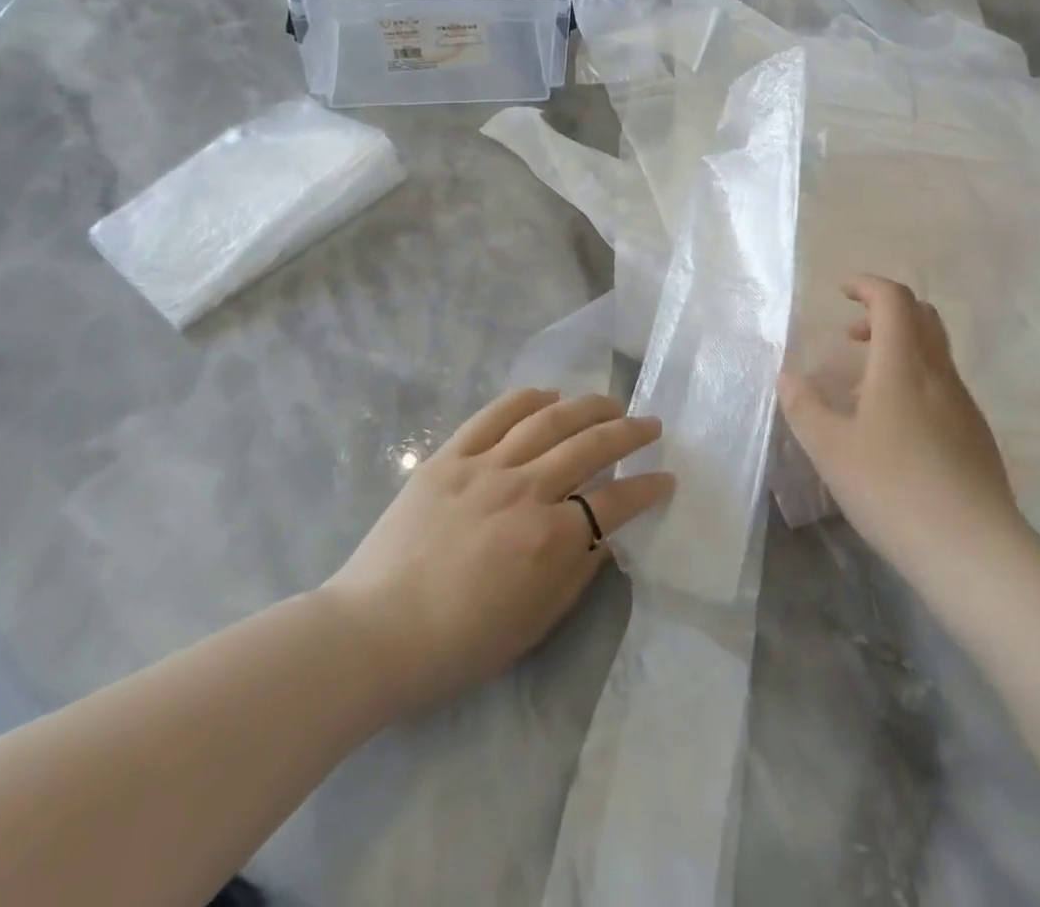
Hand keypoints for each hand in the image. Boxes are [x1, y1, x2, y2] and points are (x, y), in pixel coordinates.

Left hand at [327, 389, 672, 715]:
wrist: (373, 633)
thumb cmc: (456, 644)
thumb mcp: (532, 625)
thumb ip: (576, 575)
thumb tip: (603, 537)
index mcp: (549, 539)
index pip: (615, 501)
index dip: (647, 487)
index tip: (666, 478)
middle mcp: (525, 490)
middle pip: (590, 446)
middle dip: (629, 433)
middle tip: (650, 425)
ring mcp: (485, 467)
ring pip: (549, 420)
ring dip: (587, 406)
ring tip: (610, 402)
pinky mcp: (450, 455)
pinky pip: (496, 414)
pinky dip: (527, 399)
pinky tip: (548, 395)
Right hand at [777, 276, 1026, 578]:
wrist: (974, 551)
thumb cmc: (892, 489)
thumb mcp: (830, 450)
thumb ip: (804, 407)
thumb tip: (787, 377)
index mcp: (902, 365)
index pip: (893, 299)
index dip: (867, 285)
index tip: (841, 292)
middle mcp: (938, 374)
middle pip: (922, 316)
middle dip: (885, 312)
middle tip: (852, 335)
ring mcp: (963, 405)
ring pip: (935, 352)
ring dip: (899, 348)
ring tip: (864, 385)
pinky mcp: (976, 435)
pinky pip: (943, 385)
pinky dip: (915, 380)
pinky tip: (893, 426)